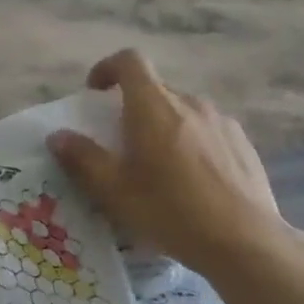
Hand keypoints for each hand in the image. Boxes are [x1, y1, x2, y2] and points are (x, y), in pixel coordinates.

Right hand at [48, 49, 299, 279]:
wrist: (245, 242)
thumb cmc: (170, 211)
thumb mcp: (114, 190)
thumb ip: (82, 158)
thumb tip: (57, 136)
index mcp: (154, 107)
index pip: (130, 61)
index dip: (107, 68)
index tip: (95, 94)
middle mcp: (190, 103)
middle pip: (155, 90)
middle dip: (132, 109)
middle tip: (121, 146)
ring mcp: (222, 122)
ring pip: (182, 112)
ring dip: (163, 128)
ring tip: (158, 169)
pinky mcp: (244, 144)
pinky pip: (207, 131)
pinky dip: (191, 144)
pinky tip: (192, 182)